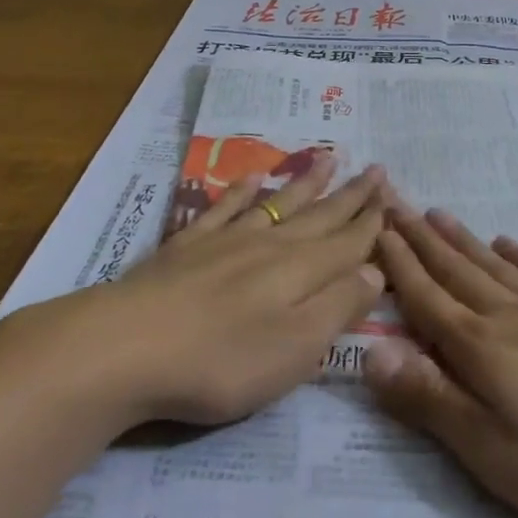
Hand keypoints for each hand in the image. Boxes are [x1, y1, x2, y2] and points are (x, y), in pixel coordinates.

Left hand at [23, 157, 387, 427]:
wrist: (123, 347)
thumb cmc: (220, 360)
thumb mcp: (295, 348)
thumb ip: (338, 307)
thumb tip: (376, 271)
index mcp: (300, 271)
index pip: (348, 242)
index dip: (373, 223)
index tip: (394, 198)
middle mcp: (269, 245)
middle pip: (319, 216)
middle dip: (351, 196)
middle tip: (376, 169)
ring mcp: (224, 241)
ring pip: (277, 204)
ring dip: (305, 183)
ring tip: (329, 158)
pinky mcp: (185, 248)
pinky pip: (223, 209)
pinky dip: (242, 191)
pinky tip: (252, 179)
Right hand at [364, 206, 517, 517]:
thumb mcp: (493, 451)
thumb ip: (431, 399)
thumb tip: (369, 351)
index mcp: (481, 349)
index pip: (426, 299)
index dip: (398, 265)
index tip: (375, 227)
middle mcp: (510, 316)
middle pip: (456, 271)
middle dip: (420, 239)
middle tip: (395, 202)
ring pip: (495, 265)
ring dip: (462, 240)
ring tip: (437, 213)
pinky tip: (510, 242)